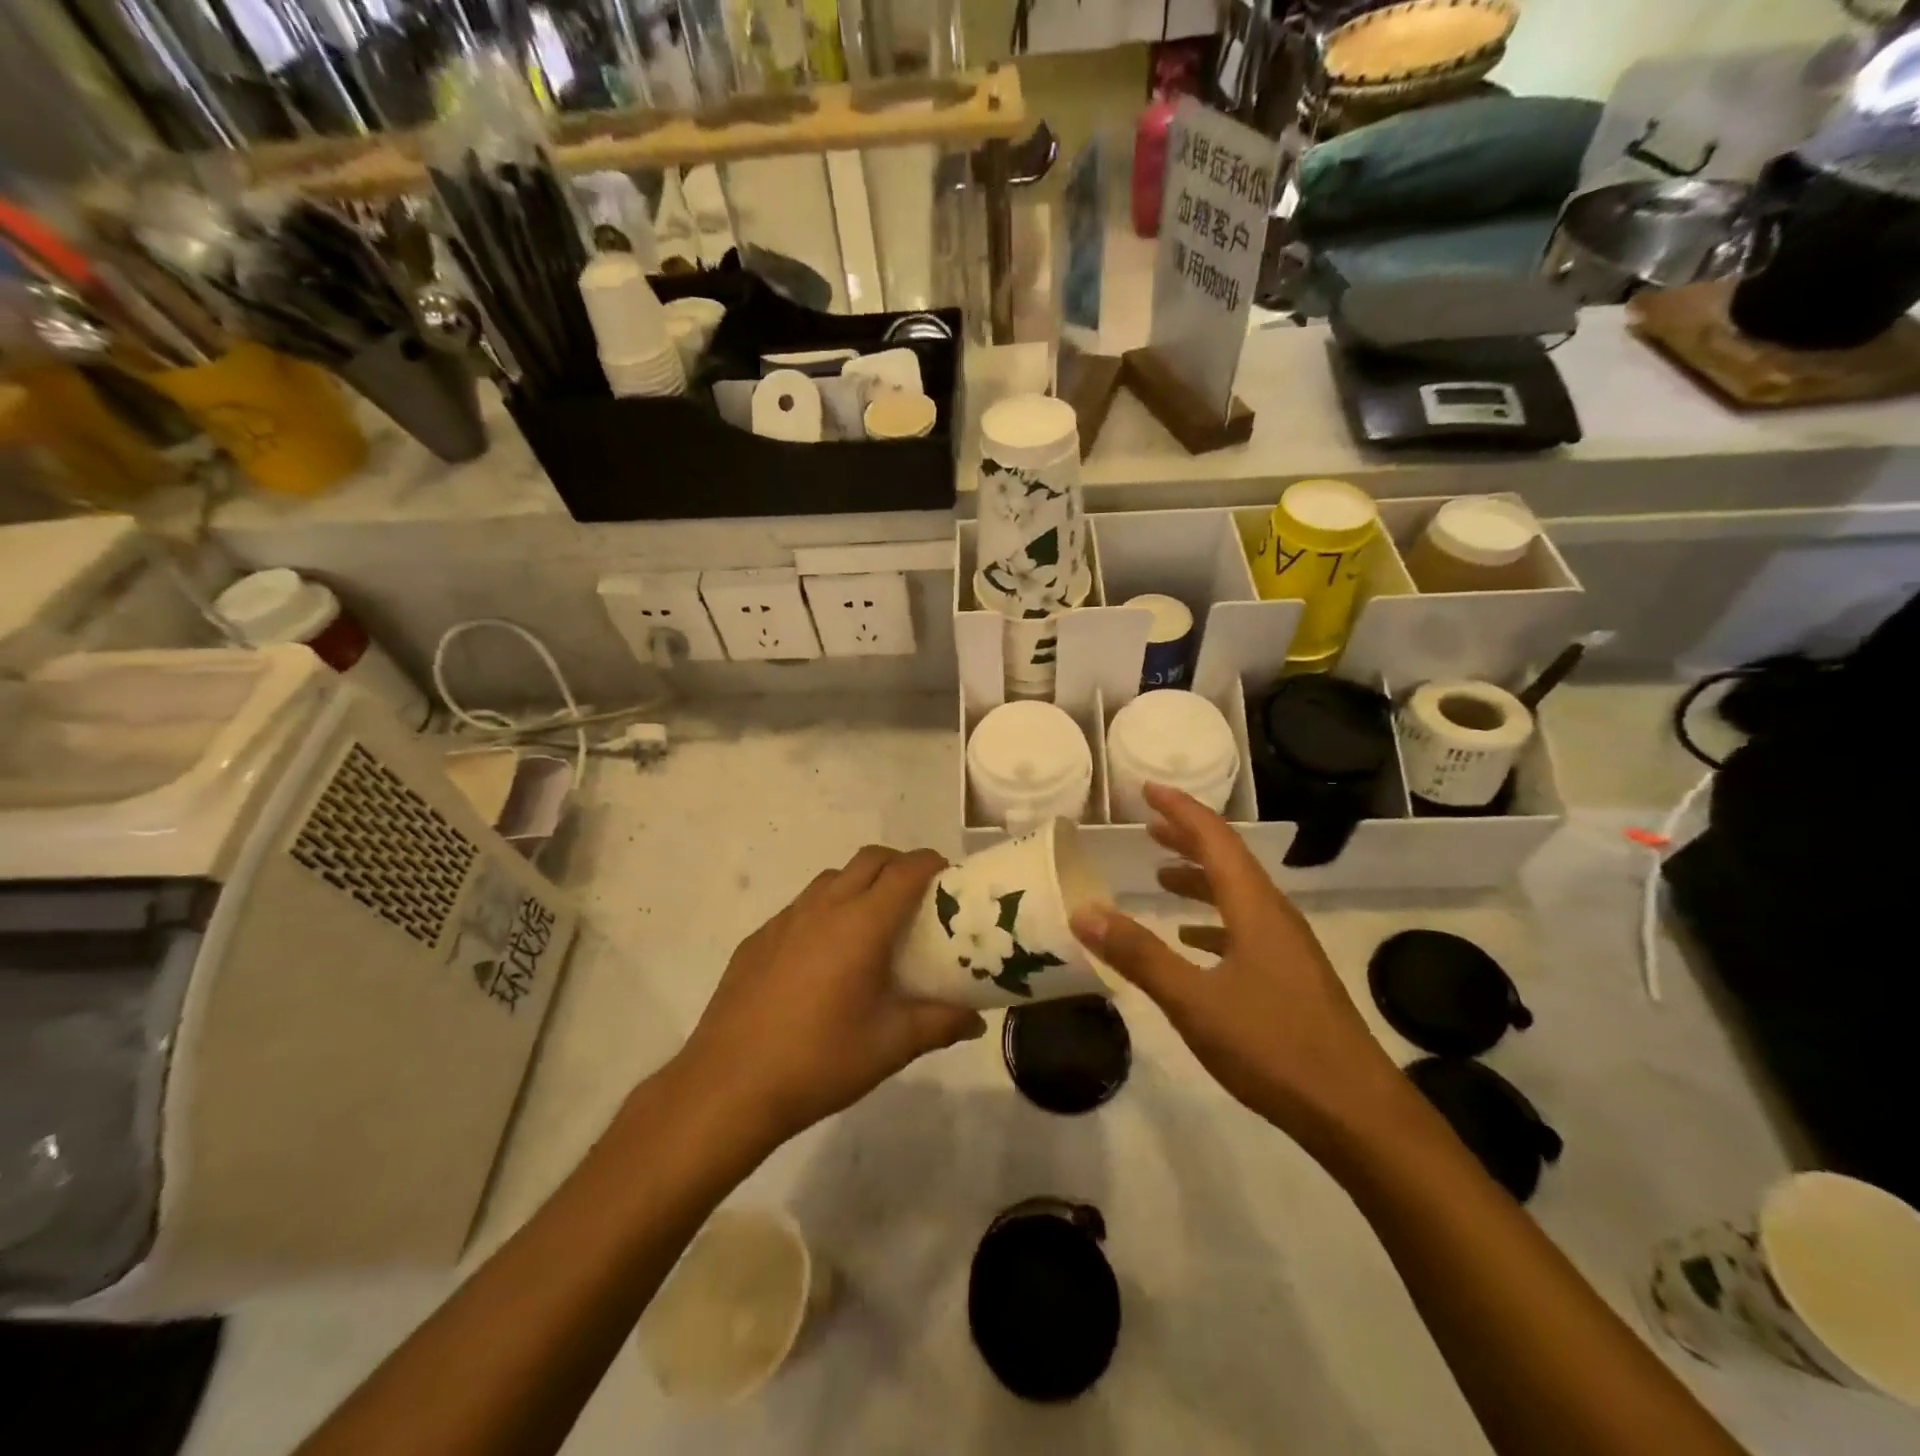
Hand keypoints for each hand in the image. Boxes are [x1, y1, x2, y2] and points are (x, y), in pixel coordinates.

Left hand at [680, 846, 985, 1145]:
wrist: (728, 1086)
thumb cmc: (820, 1060)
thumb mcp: (891, 1046)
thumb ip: (939, 1024)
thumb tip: (976, 1020)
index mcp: (862, 924)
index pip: (906, 870)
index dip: (932, 864)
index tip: (950, 879)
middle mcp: (824, 907)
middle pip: (870, 859)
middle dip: (899, 865)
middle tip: (917, 898)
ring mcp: (785, 920)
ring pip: (832, 877)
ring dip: (860, 883)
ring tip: (872, 925)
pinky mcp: (758, 938)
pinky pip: (801, 906)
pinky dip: (825, 910)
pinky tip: (823, 957)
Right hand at [1069, 783, 1405, 1156]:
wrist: (1355, 1112)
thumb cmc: (1273, 1047)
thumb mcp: (1195, 1001)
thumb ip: (1139, 955)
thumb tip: (1085, 912)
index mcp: (1255, 908)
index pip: (1215, 839)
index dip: (1181, 809)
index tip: (1148, 788)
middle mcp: (1274, 916)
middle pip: (1228, 860)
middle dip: (1187, 837)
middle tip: (1148, 826)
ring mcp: (1287, 948)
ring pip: (1237, 895)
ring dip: (1199, 879)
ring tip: (1161, 877)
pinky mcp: (1290, 977)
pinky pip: (1245, 928)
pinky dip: (1212, 920)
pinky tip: (1192, 940)